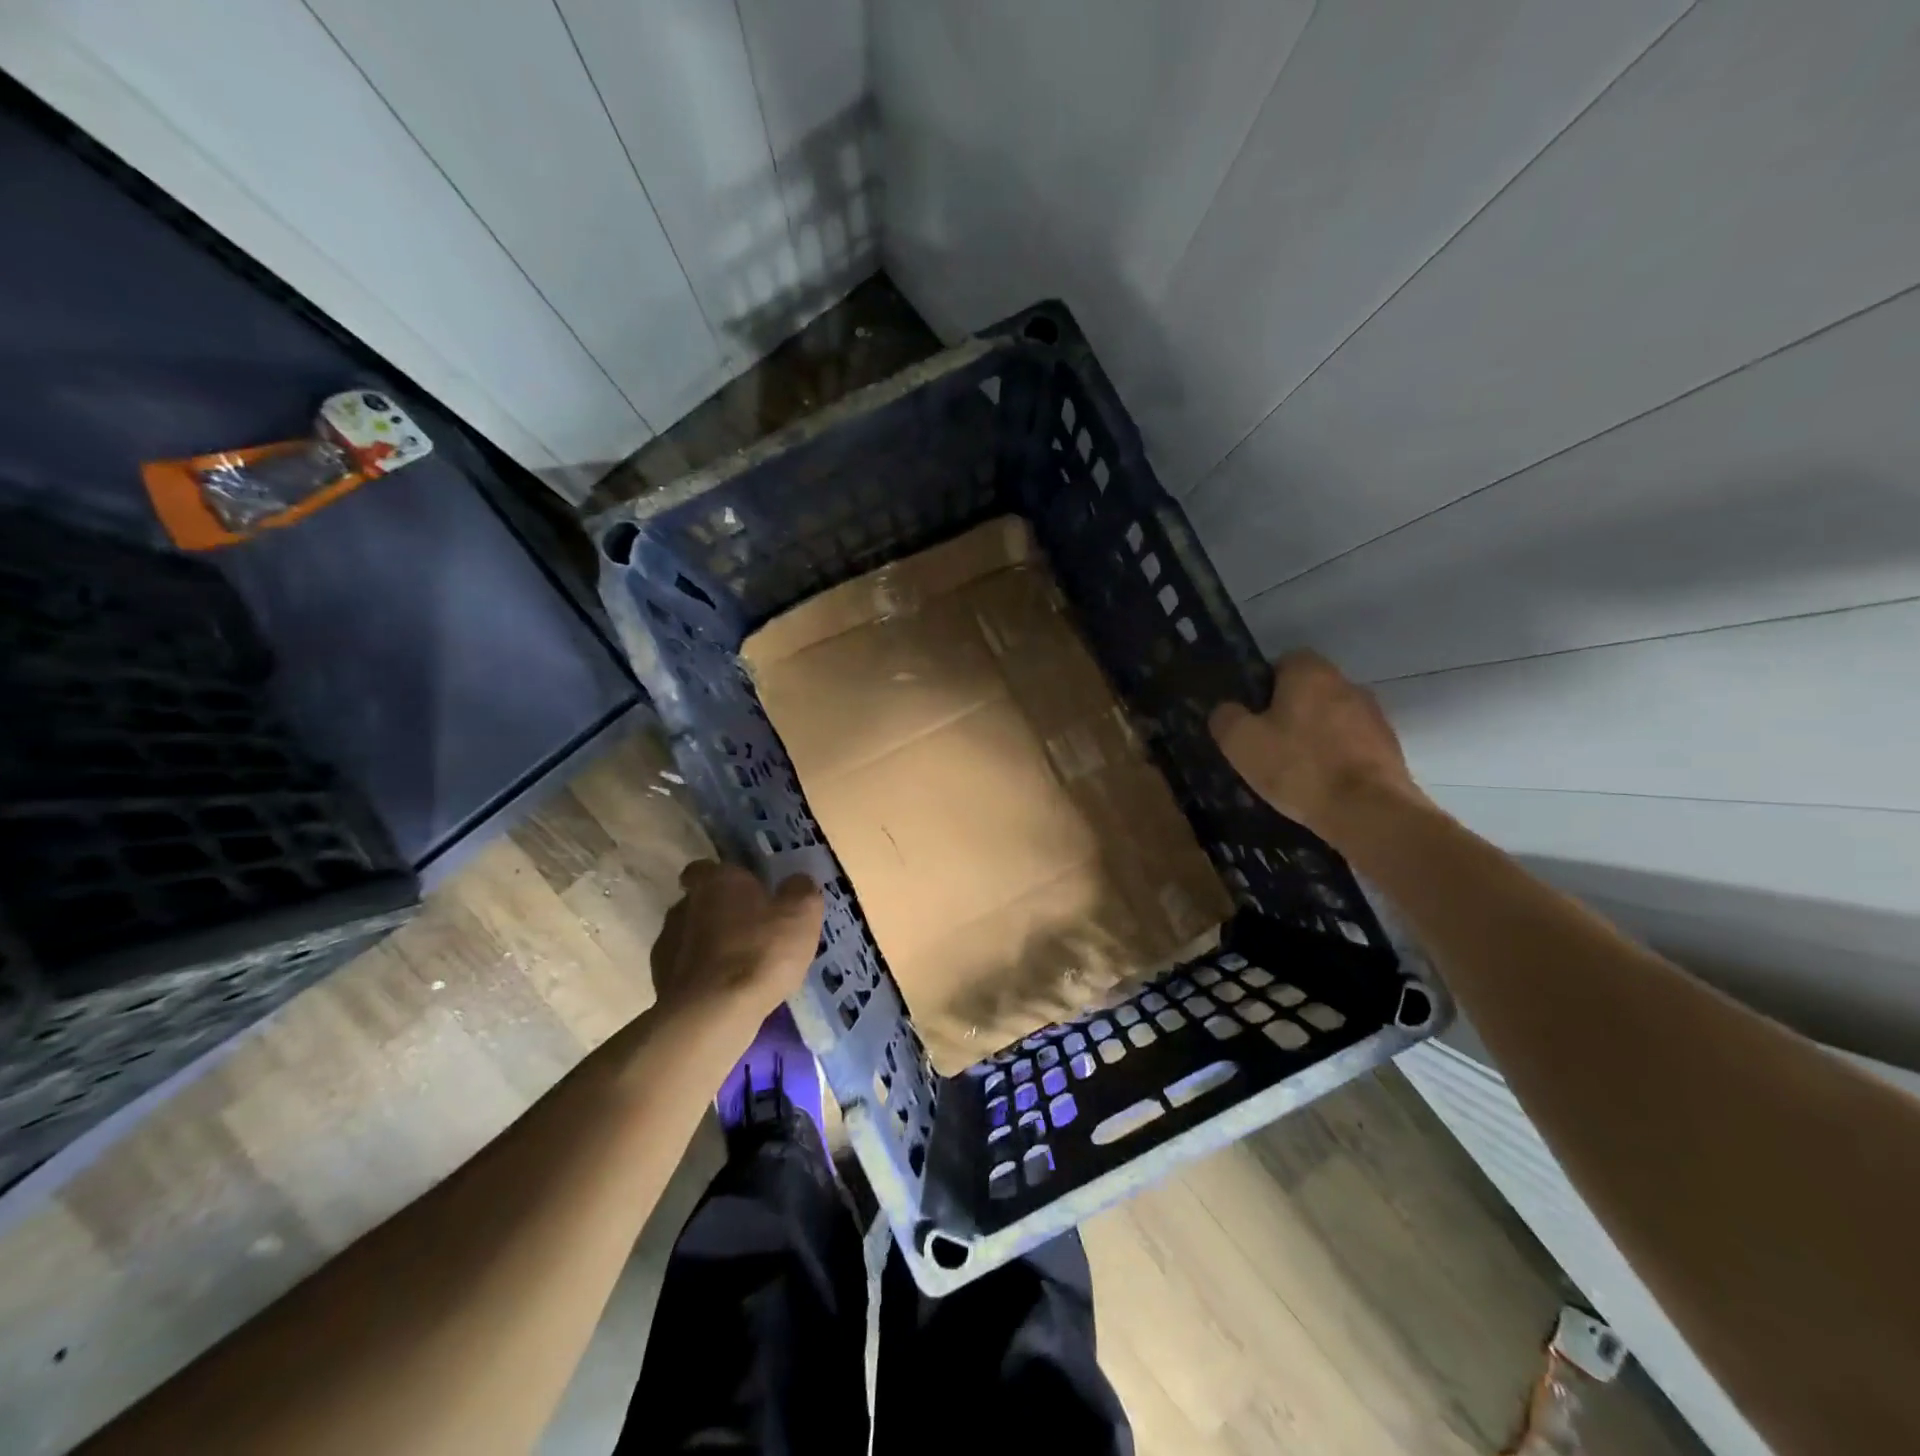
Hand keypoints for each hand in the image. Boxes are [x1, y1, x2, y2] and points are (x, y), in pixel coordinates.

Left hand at [650, 861, 823, 1028]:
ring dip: (710, 947)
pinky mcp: (660, 982)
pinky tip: (725, 992)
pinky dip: (702, 977)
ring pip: (690, 937)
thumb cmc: (760, 952)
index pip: (705, 868)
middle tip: (751, 931)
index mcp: (716, 881)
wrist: (712, 1014)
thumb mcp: (801, 914)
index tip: (743, 891)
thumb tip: (797, 881)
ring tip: (740, 967)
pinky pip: (685, 971)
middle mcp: (683, 905)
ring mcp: (667, 945)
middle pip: (699, 902)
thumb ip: (801, 890)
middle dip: (720, 913)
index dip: (723, 878)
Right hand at [1208, 650, 1425, 843]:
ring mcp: (1374, 716)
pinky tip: (1322, 784)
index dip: (1264, 686)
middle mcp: (1347, 684)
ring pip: (1332, 718)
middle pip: (1309, 691)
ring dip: (1315, 735)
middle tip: (1267, 744)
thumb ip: (1226, 717)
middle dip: (1290, 711)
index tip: (1251, 716)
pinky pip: (1352, 744)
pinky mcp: (1389, 747)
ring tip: (1295, 770)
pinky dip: (1336, 758)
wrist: (1368, 811)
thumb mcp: (1241, 742)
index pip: (1284, 662)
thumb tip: (1227, 710)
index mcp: (1310, 673)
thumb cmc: (1298, 767)